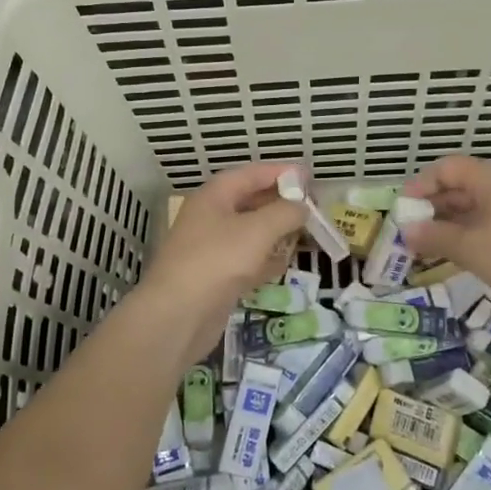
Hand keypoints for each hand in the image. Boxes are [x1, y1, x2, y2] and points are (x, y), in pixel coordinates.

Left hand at [137, 162, 306, 359]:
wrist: (177, 316)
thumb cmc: (217, 261)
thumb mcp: (258, 230)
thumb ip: (285, 213)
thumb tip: (302, 206)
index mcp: (215, 195)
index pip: (252, 174)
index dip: (281, 172)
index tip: (309, 177)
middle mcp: (211, 216)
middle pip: (251, 201)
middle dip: (282, 204)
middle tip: (313, 208)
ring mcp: (212, 248)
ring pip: (251, 232)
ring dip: (276, 232)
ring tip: (306, 234)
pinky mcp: (216, 277)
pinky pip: (247, 259)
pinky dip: (265, 259)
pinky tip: (284, 264)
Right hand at [402, 155, 490, 311]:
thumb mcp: (471, 248)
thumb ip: (435, 237)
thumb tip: (407, 231)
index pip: (446, 168)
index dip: (420, 185)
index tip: (403, 209)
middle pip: (461, 186)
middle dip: (433, 208)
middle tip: (411, 231)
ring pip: (476, 207)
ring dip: (451, 223)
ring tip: (430, 246)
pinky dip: (471, 233)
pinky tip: (461, 254)